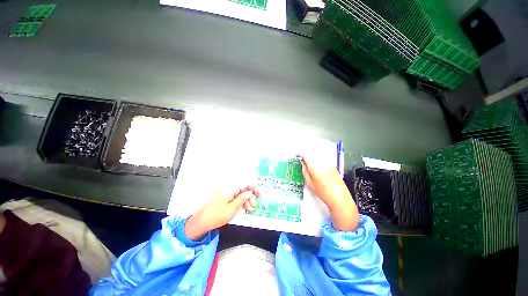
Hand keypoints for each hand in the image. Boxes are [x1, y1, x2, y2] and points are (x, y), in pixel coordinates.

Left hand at [185, 184, 260, 240]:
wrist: (201, 221)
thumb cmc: (217, 215)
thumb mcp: (232, 208)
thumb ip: (242, 199)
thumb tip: (250, 192)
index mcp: (231, 187)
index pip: (246, 183)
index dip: (255, 188)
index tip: (260, 196)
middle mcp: (230, 187)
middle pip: (244, 187)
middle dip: (251, 196)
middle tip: (254, 206)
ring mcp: (228, 191)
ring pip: (241, 192)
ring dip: (247, 199)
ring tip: (250, 209)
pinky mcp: (226, 196)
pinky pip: (236, 196)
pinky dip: (242, 201)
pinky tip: (245, 207)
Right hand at [300, 156, 358, 230]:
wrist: (340, 198)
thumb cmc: (324, 193)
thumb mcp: (310, 184)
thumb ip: (305, 172)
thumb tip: (302, 164)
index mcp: (315, 167)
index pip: (306, 156)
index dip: (301, 154)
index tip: (298, 156)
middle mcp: (322, 163)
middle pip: (312, 154)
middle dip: (307, 156)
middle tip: (303, 161)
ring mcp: (329, 164)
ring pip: (318, 156)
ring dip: (313, 158)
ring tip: (310, 165)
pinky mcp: (333, 166)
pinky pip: (324, 160)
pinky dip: (319, 161)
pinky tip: (318, 168)